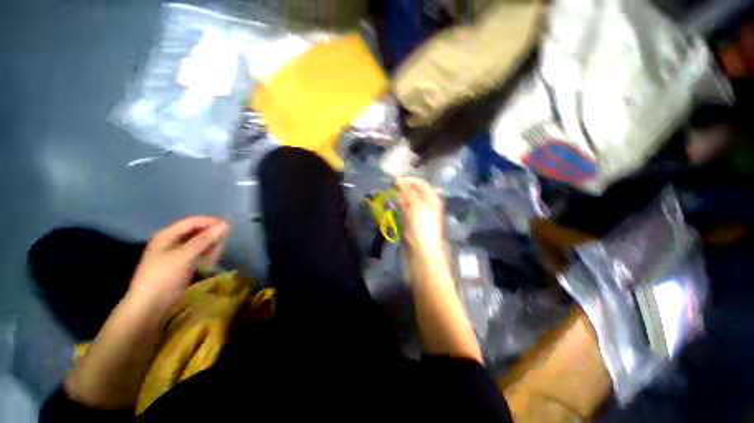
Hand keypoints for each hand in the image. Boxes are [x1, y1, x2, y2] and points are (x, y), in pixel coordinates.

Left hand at [128, 217, 229, 309]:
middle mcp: (172, 242)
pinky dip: (206, 255)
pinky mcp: (182, 264)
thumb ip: (204, 240)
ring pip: (198, 243)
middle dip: (211, 236)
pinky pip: (197, 254)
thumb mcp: (184, 256)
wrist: (150, 305)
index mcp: (167, 236)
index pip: (192, 222)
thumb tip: (224, 225)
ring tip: (217, 255)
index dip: (209, 222)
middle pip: (196, 232)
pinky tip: (211, 261)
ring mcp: (176, 254)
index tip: (227, 227)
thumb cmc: (163, 277)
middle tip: (222, 245)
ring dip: (210, 246)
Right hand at [397, 176, 444, 258]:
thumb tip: (400, 180)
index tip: (397, 179)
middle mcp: (427, 204)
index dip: (410, 180)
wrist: (422, 248)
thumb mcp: (416, 205)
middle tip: (393, 187)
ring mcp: (419, 212)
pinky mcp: (412, 220)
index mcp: (432, 199)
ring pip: (409, 200)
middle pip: (415, 192)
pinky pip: (406, 209)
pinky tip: (395, 203)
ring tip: (392, 194)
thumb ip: (408, 192)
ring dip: (401, 196)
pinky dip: (401, 205)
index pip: (421, 184)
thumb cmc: (422, 224)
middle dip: (404, 188)